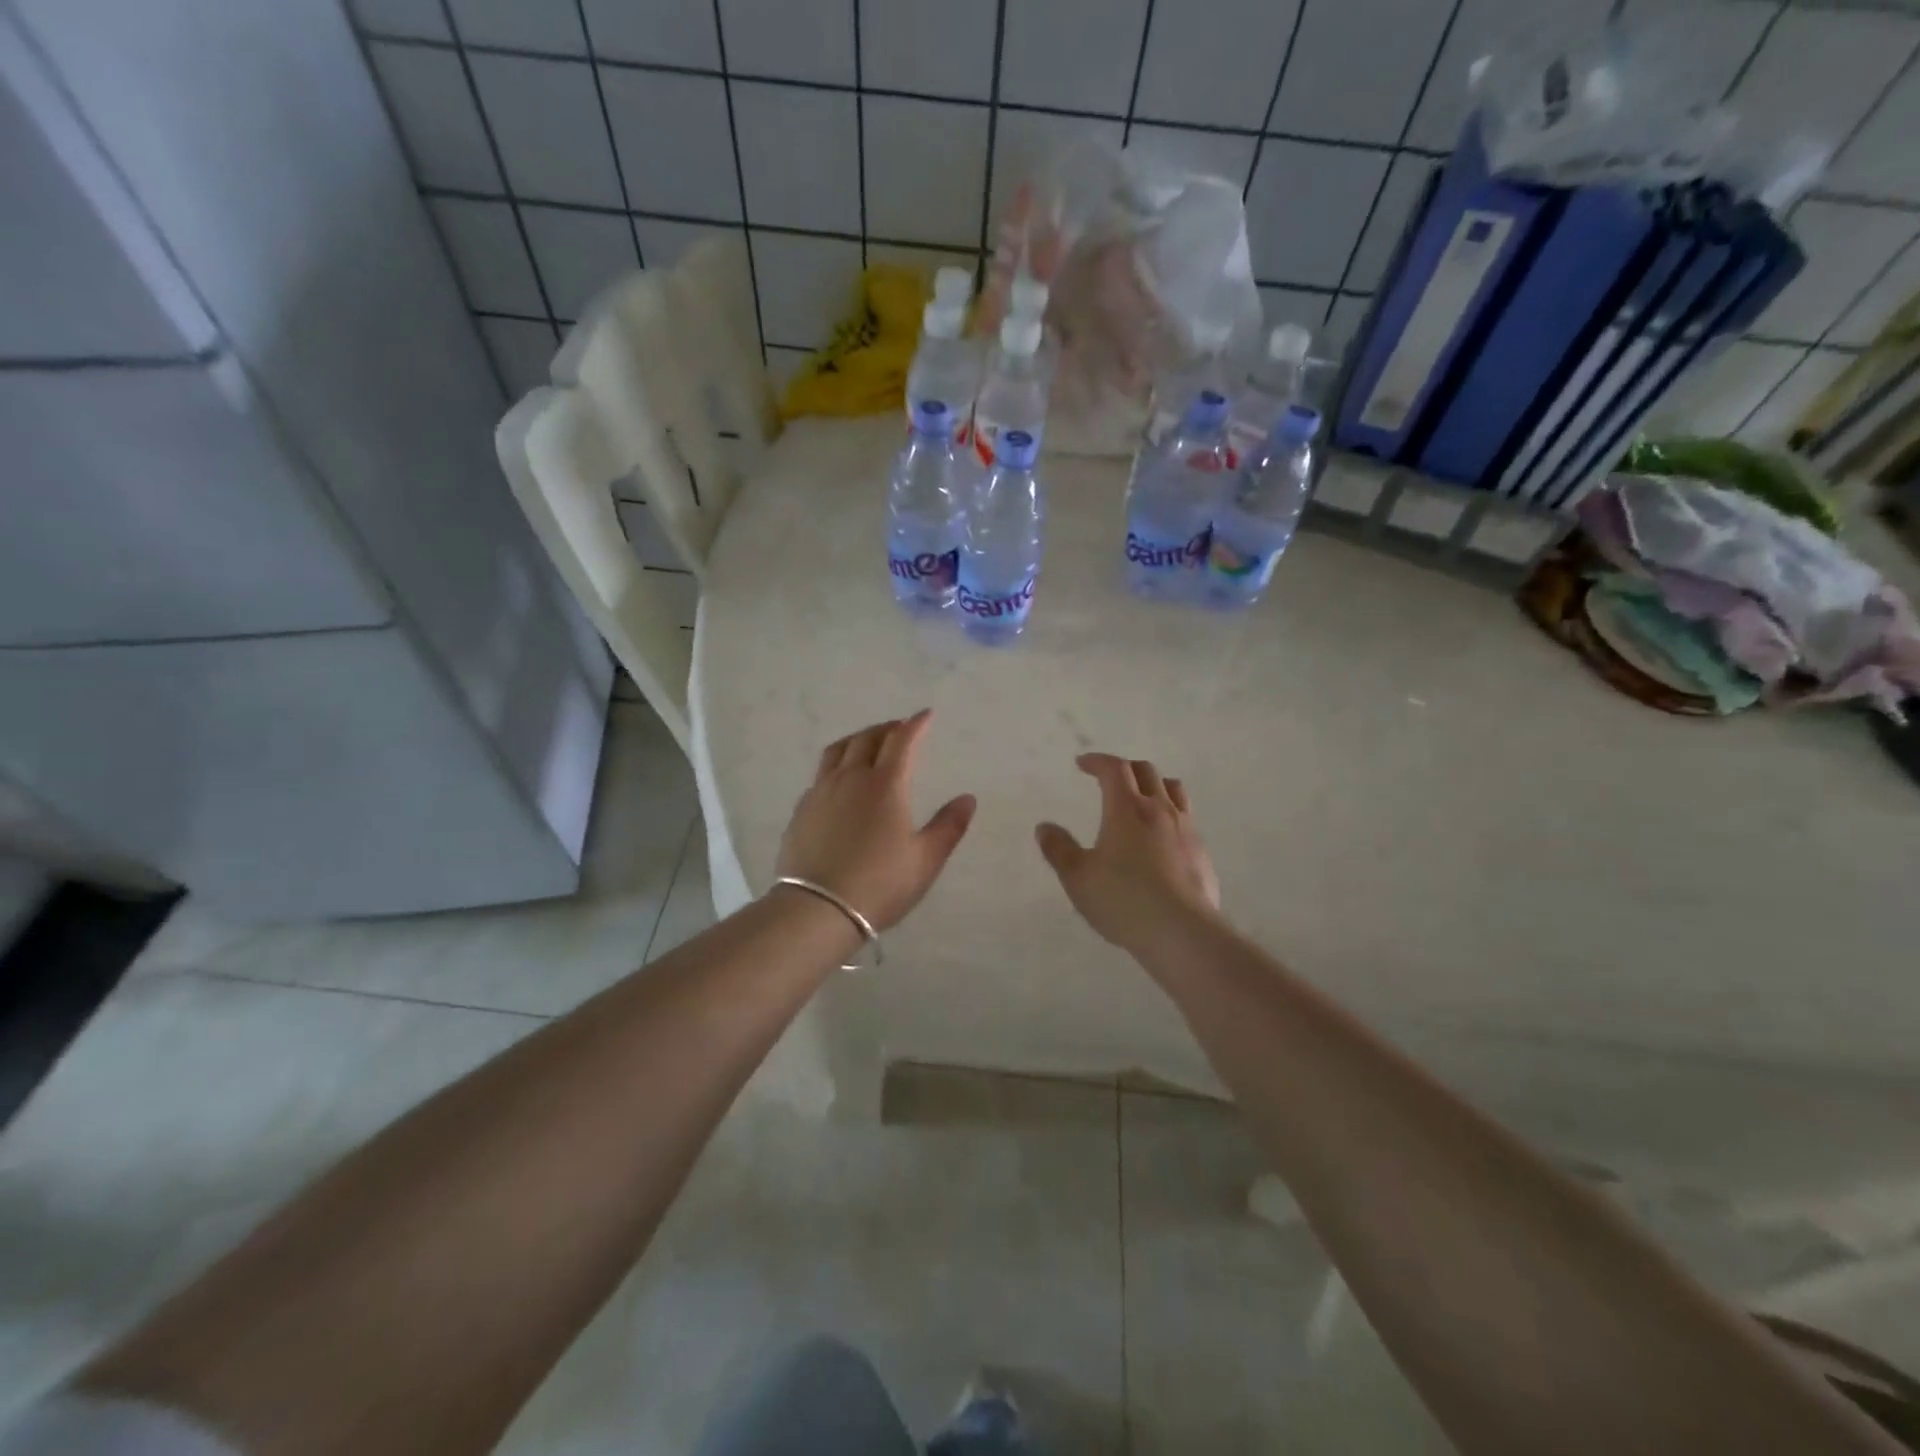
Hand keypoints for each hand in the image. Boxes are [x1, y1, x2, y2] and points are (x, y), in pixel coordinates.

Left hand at [776, 711, 976, 931]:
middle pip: (868, 739)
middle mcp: (851, 778)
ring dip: (858, 739)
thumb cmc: (880, 884)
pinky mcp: (802, 809)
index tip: (926, 715)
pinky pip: (821, 773)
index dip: (915, 725)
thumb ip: (949, 825)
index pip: (902, 741)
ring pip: (838, 750)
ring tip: (868, 743)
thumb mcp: (925, 859)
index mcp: (885, 785)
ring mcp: (821, 792)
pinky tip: (840, 779)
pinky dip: (837, 764)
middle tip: (899, 729)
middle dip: (887, 728)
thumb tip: (968, 798)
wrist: (818, 909)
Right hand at [1035, 753, 1221, 954]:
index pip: (1114, 769)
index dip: (1097, 761)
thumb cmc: (1123, 901)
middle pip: (1146, 772)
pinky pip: (1186, 818)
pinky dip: (1170, 814)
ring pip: (1173, 790)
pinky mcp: (1201, 852)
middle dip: (1124, 768)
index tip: (1082, 763)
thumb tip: (1044, 827)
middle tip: (1108, 779)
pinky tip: (1161, 838)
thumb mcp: (1078, 878)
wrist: (1182, 932)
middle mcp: (1159, 810)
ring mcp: (1185, 829)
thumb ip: (1059, 850)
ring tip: (1141, 797)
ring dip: (1154, 784)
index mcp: (1126, 809)